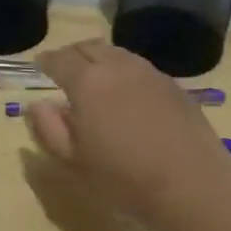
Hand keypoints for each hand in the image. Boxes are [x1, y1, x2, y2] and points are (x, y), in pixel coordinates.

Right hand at [24, 39, 230, 226]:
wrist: (191, 184)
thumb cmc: (123, 178)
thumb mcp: (74, 161)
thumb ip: (49, 128)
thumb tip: (38, 104)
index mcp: (87, 82)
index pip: (59, 59)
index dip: (46, 61)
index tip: (39, 65)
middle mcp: (118, 67)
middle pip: (89, 47)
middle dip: (72, 54)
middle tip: (64, 67)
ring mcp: (150, 73)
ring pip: (118, 54)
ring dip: (100, 59)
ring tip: (95, 76)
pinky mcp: (174, 86)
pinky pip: (141, 68)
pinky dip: (125, 71)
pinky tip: (127, 93)